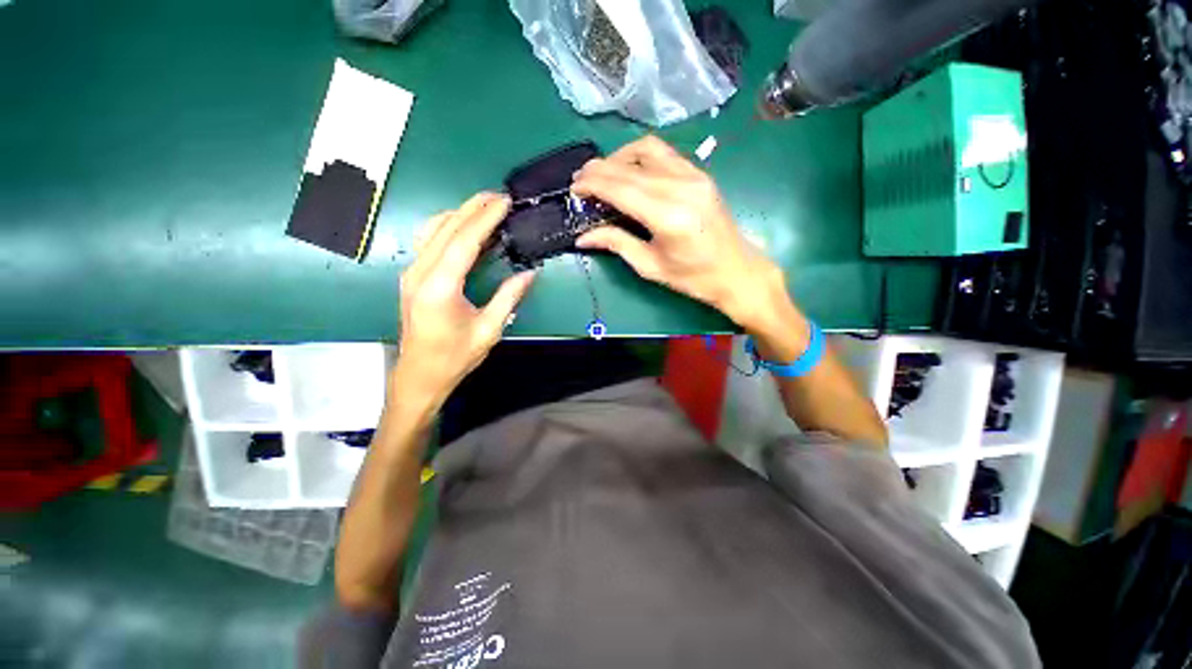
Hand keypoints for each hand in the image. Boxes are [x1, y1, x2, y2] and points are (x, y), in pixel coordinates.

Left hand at [393, 192, 535, 411]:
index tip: (504, 202)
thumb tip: (530, 273)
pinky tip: (463, 226)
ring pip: (433, 230)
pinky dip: (447, 227)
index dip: (485, 218)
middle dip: (473, 208)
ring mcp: (411, 273)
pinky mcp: (412, 277)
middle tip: (498, 195)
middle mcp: (420, 273)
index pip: (464, 241)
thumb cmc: (455, 357)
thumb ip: (508, 297)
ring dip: (459, 213)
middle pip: (446, 228)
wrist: (419, 375)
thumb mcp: (489, 329)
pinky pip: (428, 241)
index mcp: (439, 287)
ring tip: (484, 206)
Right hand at [572, 136, 787, 330]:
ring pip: (646, 150)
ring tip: (602, 173)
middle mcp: (681, 188)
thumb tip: (583, 236)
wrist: (737, 271)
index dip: (593, 185)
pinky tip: (629, 170)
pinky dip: (640, 156)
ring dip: (618, 157)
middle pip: (630, 167)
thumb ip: (616, 244)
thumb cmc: (693, 277)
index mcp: (669, 217)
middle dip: (599, 170)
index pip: (621, 188)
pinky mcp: (700, 174)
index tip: (574, 188)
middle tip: (580, 180)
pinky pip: (664, 153)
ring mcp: (694, 176)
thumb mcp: (650, 266)